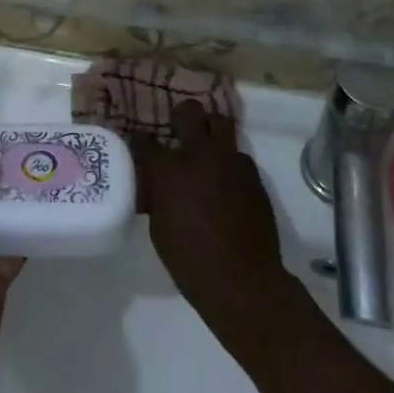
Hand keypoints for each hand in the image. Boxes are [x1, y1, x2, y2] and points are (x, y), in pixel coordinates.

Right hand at [136, 100, 290, 340]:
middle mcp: (199, 154)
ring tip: (206, 148)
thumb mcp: (159, 228)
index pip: (146, 140)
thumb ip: (156, 196)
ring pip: (220, 122)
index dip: (141, 140)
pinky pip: (238, 153)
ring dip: (210, 130)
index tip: (140, 143)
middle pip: (189, 111)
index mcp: (169, 169)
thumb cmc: (190, 261)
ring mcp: (229, 160)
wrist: (242, 281)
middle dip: (182, 116)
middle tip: (179, 130)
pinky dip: (229, 160)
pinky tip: (226, 180)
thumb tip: (155, 183)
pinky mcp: (252, 173)